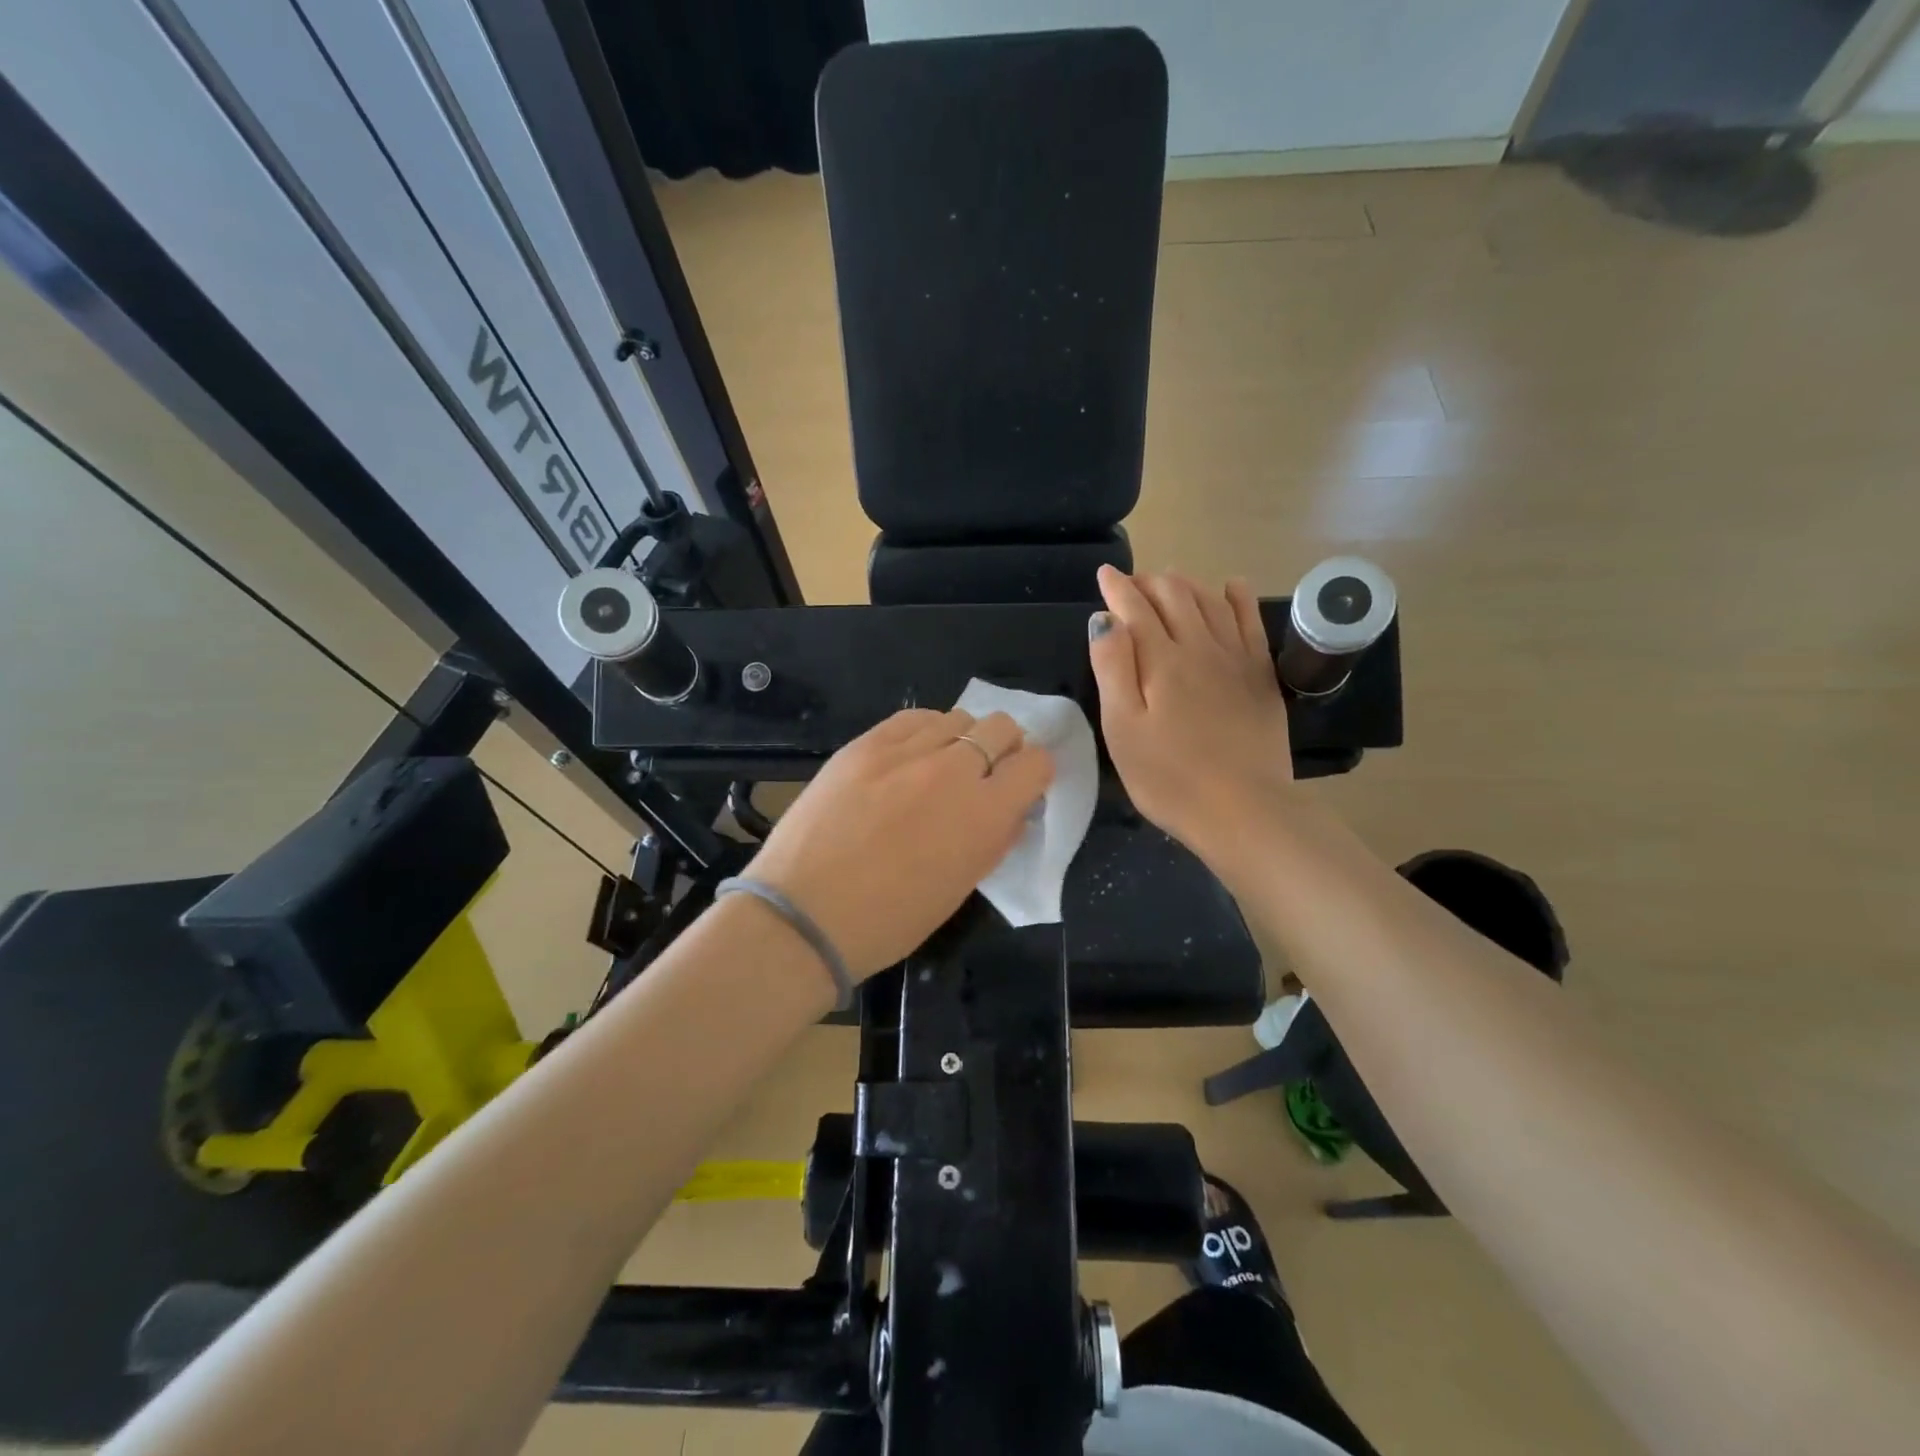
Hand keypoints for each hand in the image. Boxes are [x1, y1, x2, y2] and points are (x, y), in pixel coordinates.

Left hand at [745, 708, 1054, 979]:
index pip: (1036, 763)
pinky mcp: (865, 744)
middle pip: (1001, 726)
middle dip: (1004, 747)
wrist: (804, 913)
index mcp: (985, 813)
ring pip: (958, 717)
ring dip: (962, 739)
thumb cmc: (889, 920)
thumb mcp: (959, 888)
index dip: (1034, 773)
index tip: (1020, 787)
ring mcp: (905, 751)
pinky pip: (913, 718)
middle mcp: (953, 770)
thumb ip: (994, 840)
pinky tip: (911, 755)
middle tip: (985, 774)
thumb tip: (1012, 811)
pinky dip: (925, 731)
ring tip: (940, 766)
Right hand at [1088, 566, 1292, 856]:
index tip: (1104, 575)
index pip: (1134, 608)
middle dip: (1149, 583)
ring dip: (1186, 584)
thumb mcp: (1122, 729)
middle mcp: (1199, 646)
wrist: (1243, 809)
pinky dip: (1236, 597)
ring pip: (1210, 601)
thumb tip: (1105, 619)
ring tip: (1170, 580)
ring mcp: (1235, 658)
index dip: (1117, 588)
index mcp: (1160, 660)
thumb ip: (1112, 668)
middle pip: (1174, 596)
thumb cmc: (1169, 777)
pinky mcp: (1261, 675)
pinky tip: (1230, 587)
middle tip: (1132, 584)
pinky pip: (1249, 621)